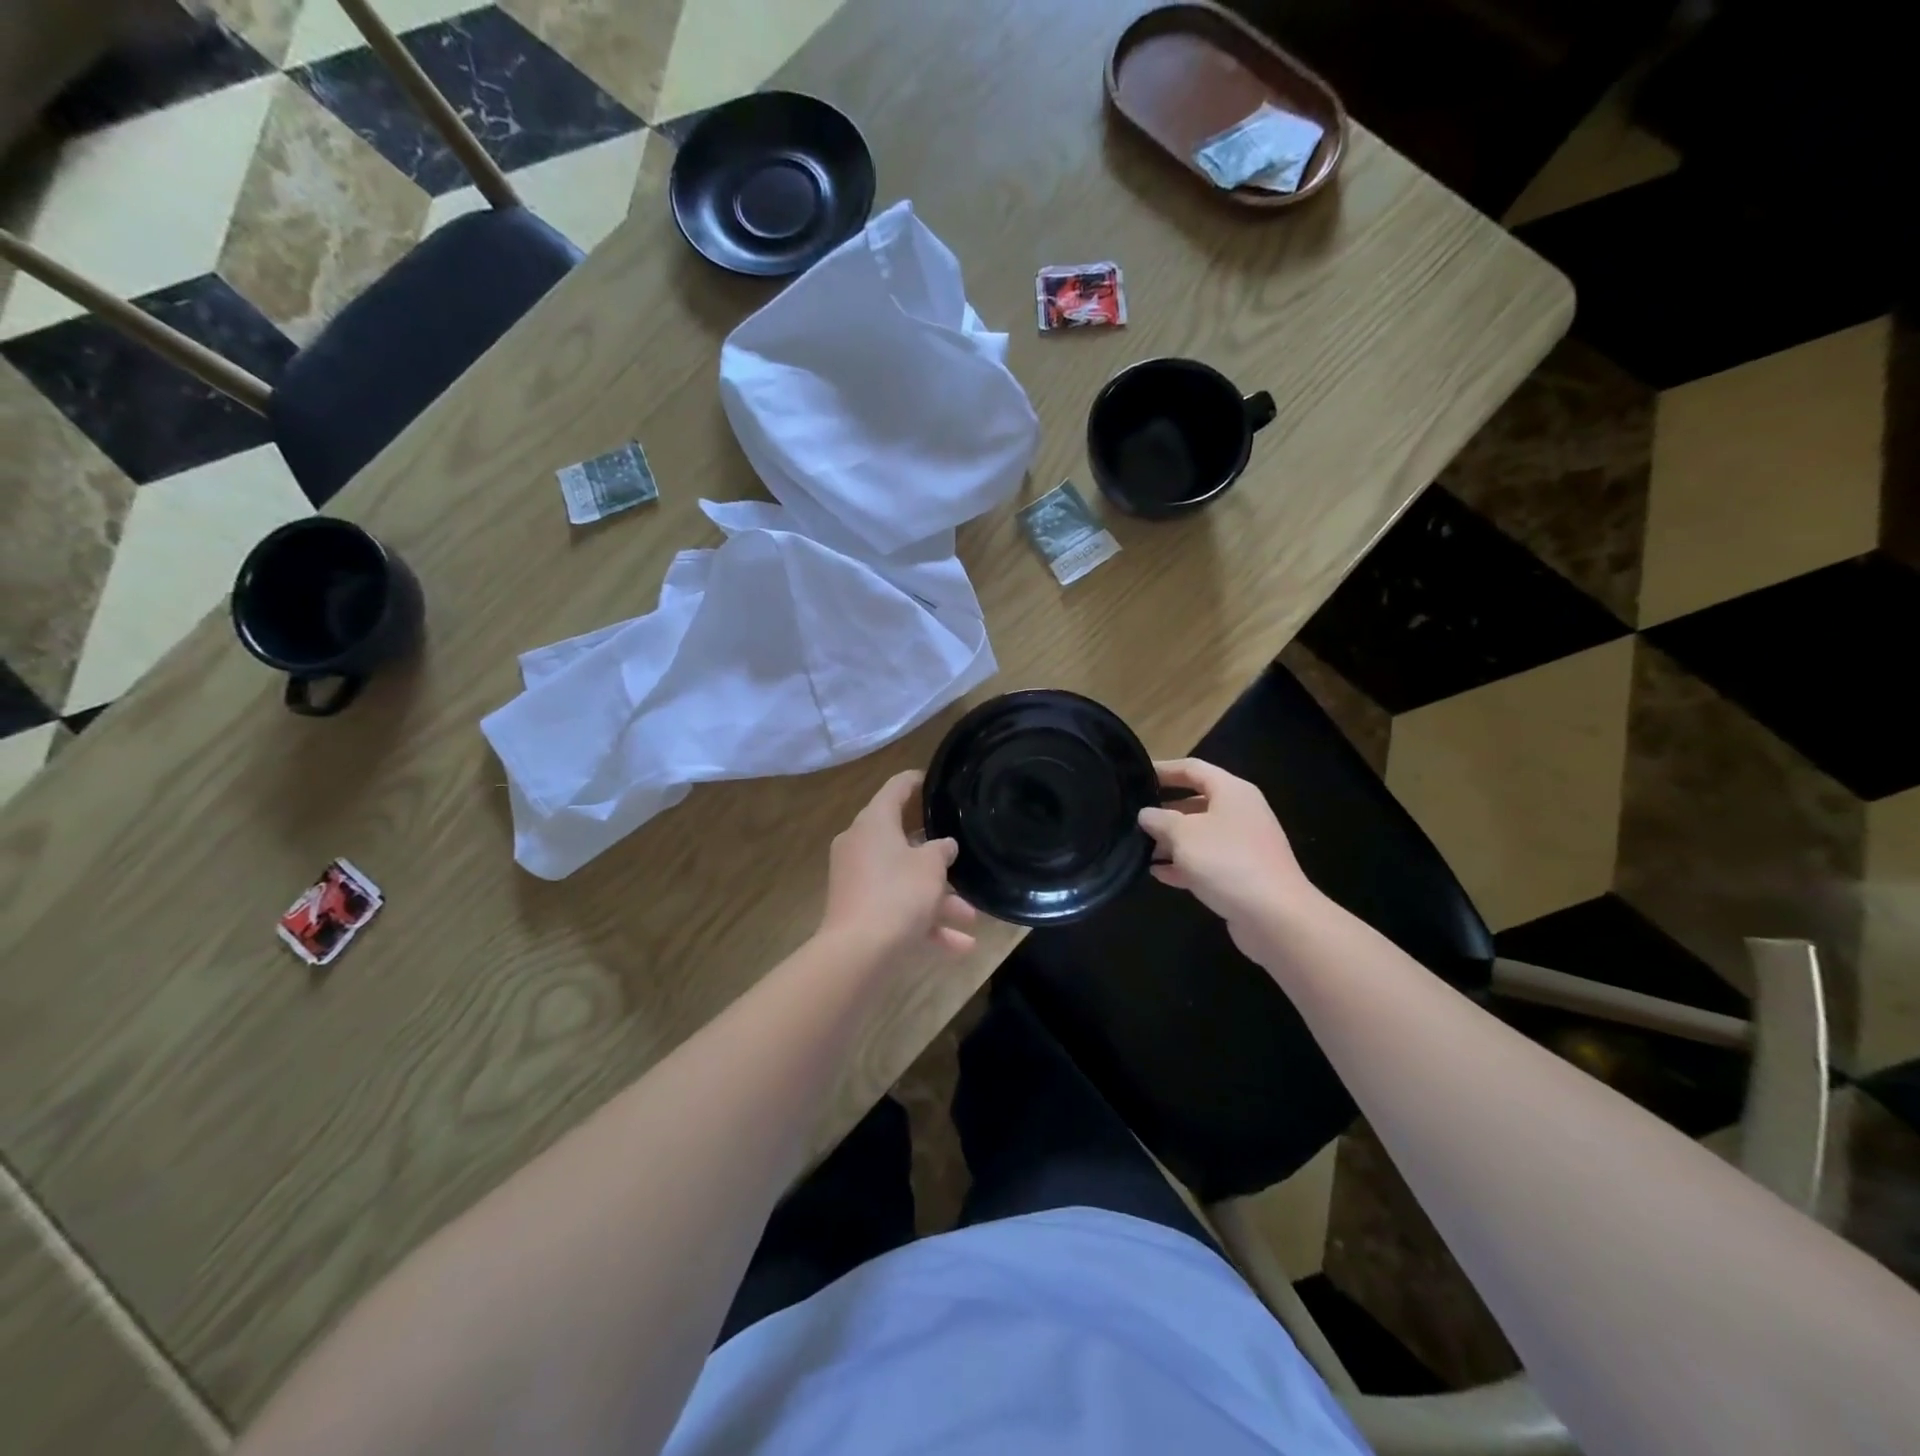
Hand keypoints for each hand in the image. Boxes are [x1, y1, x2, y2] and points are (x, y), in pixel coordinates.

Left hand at [818, 770, 977, 960]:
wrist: (857, 953)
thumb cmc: (898, 895)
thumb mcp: (931, 867)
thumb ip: (942, 850)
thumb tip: (944, 846)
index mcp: (874, 822)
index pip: (897, 788)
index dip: (919, 782)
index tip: (939, 784)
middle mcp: (861, 845)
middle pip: (903, 839)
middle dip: (938, 857)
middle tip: (962, 854)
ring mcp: (857, 879)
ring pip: (904, 880)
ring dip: (938, 898)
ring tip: (972, 917)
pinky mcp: (858, 910)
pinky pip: (897, 909)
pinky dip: (925, 923)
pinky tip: (961, 946)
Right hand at [1136, 758, 1319, 961]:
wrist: (1275, 917)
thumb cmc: (1227, 861)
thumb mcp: (1183, 834)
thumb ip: (1160, 820)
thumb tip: (1146, 814)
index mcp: (1232, 792)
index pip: (1193, 769)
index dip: (1164, 769)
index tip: (1136, 776)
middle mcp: (1240, 813)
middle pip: (1196, 803)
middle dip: (1164, 810)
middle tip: (1133, 817)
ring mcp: (1243, 845)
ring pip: (1200, 834)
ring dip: (1171, 841)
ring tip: (1139, 848)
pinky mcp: (1242, 874)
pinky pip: (1206, 861)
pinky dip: (1183, 864)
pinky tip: (1158, 873)